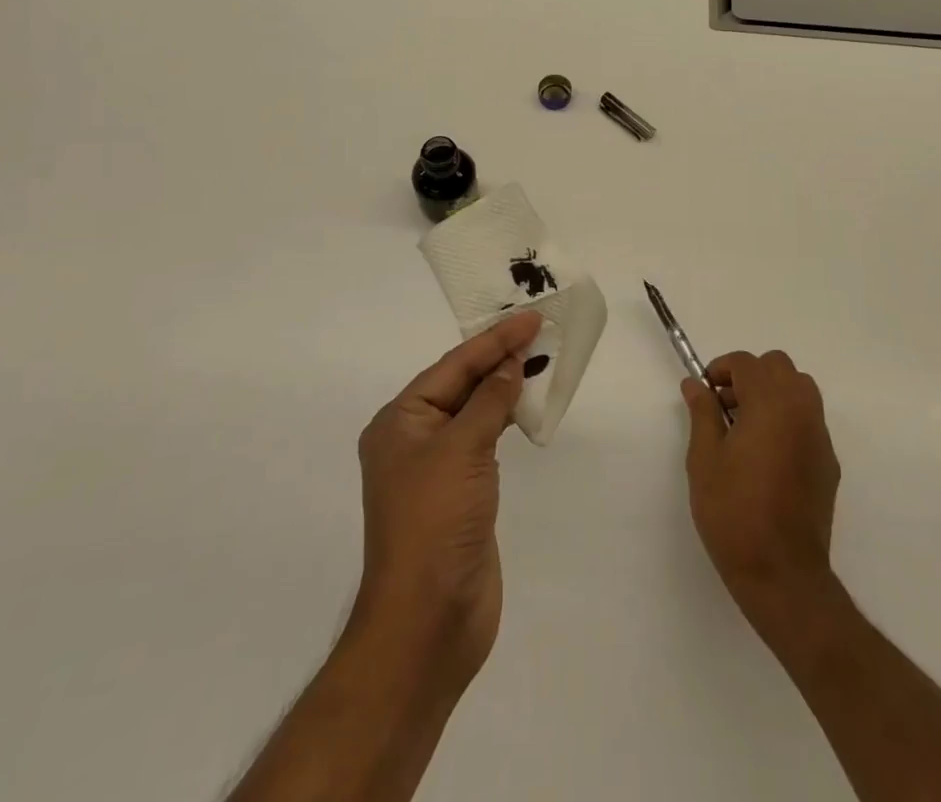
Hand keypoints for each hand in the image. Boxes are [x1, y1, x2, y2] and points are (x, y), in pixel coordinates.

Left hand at [352, 309, 540, 688]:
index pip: (453, 365)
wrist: (428, 621)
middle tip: (540, 331)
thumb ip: (490, 400)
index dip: (494, 340)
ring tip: (540, 360)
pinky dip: (506, 419)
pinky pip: (485, 441)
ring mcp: (437, 468)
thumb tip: (511, 364)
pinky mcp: (460, 493)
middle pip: (462, 383)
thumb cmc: (435, 521)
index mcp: (400, 421)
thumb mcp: (462, 448)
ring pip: (475, 411)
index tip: (531, 318)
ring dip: (505, 387)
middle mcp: (414, 438)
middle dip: (499, 358)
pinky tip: (527, 407)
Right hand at [683, 350, 841, 617]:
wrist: (782, 573)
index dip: (721, 369)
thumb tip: (695, 385)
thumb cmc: (734, 511)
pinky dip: (787, 418)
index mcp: (771, 403)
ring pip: (799, 389)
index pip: (747, 363)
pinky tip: (766, 455)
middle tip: (725, 406)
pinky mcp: (828, 462)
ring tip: (745, 427)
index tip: (704, 392)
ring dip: (772, 393)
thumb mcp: (705, 459)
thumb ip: (702, 413)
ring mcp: (820, 436)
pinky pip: (808, 420)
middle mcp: (802, 410)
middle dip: (749, 376)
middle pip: (779, 367)